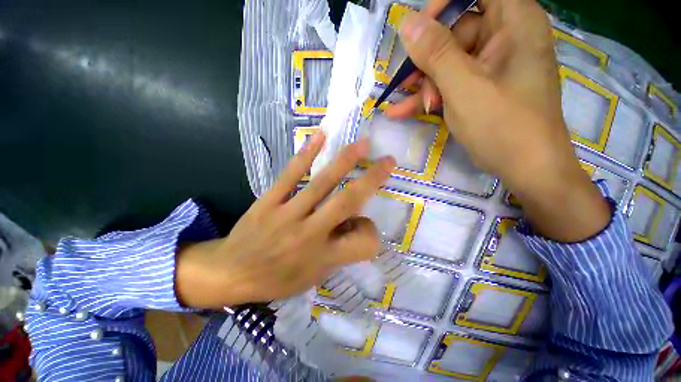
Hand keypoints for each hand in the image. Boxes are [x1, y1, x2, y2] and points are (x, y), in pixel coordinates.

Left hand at [175, 132, 395, 308]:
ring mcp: (288, 214)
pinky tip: (320, 137)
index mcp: (322, 257)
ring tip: (361, 144)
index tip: (368, 226)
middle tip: (387, 161)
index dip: (372, 233)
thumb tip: (355, 223)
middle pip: (347, 202)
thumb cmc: (277, 280)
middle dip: (371, 179)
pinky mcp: (269, 201)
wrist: (230, 272)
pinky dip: (306, 155)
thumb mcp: (314, 277)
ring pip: (321, 183)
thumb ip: (339, 252)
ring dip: (344, 161)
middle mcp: (310, 233)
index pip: (362, 242)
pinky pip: (290, 175)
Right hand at [387, 0, 609, 240]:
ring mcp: (492, 66)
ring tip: (404, 107)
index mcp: (514, 22)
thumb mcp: (464, 87)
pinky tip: (403, 112)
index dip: (443, 7)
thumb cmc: (503, 125)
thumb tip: (407, 23)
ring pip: (448, 62)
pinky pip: (451, 83)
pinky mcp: (482, 88)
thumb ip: (436, 53)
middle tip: (410, 84)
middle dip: (428, 60)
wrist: (525, 168)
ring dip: (424, 85)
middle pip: (457, 31)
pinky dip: (429, 97)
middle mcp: (505, 37)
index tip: (419, 31)